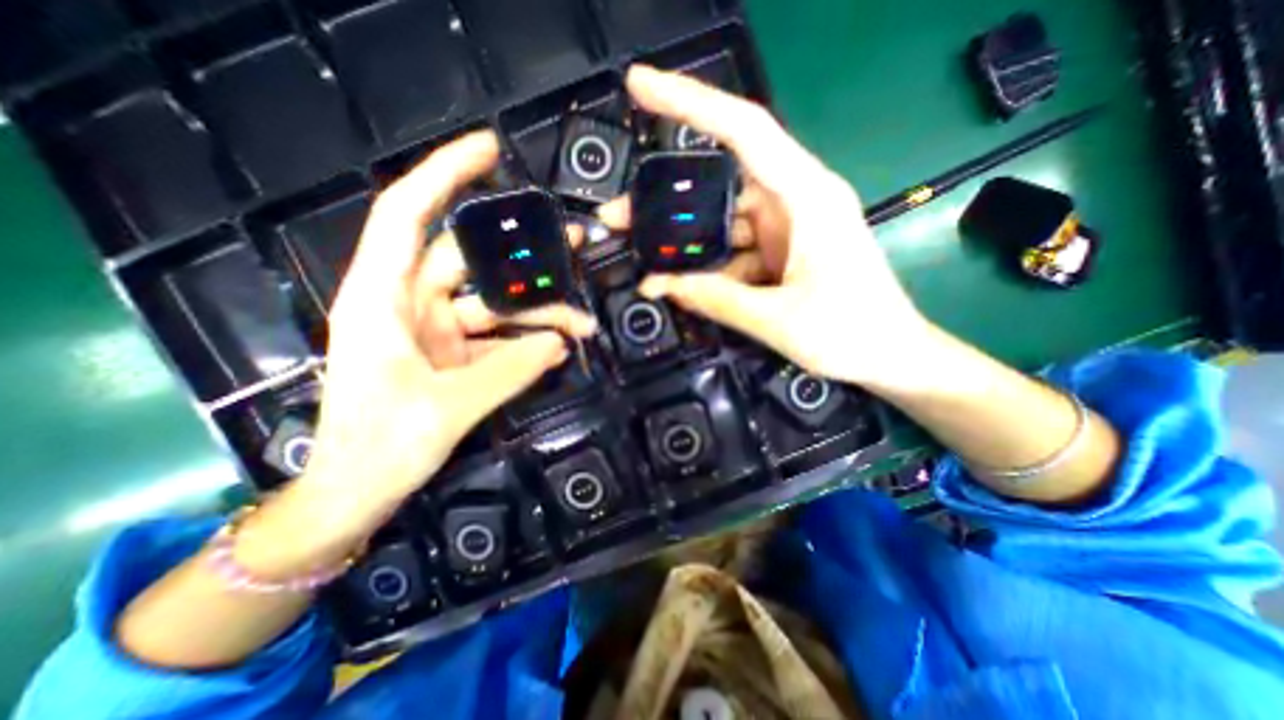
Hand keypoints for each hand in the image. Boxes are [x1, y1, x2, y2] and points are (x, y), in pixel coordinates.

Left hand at [294, 133, 597, 543]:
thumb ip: (510, 372)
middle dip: (526, 259)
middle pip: (473, 264)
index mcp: (382, 301)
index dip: (444, 174)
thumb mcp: (448, 407)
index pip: (408, 216)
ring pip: (495, 305)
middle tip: (574, 246)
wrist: (358, 493)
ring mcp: (435, 331)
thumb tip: (559, 344)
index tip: (490, 150)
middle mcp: (409, 305)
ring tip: (581, 325)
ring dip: (538, 314)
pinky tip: (558, 348)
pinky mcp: (453, 355)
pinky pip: (498, 337)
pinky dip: (527, 342)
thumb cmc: (379, 449)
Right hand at [602, 64, 935, 394]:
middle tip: (618, 218)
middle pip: (718, 186)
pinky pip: (734, 253)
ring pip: (721, 225)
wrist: (891, 356)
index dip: (689, 102)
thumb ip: (716, 298)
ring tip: (644, 262)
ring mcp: (785, 229)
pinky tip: (682, 287)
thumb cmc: (850, 332)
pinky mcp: (780, 254)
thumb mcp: (775, 318)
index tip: (639, 85)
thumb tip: (662, 285)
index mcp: (805, 197)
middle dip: (666, 203)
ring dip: (684, 244)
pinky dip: (709, 269)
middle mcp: (793, 202)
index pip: (743, 129)